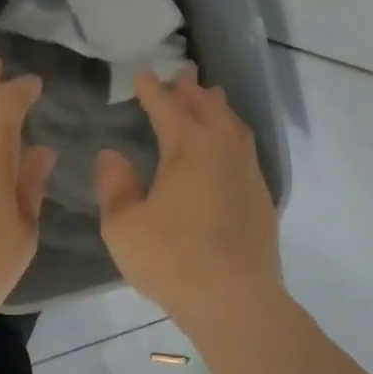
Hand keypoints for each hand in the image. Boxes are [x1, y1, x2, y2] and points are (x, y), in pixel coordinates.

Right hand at [94, 64, 282, 327]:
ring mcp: (247, 172)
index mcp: (189, 147)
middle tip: (183, 73)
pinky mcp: (260, 197)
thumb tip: (112, 154)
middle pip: (208, 107)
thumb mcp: (124, 226)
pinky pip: (246, 149)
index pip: (168, 107)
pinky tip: (228, 148)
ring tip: (210, 99)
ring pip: (234, 126)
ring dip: (218, 108)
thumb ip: (115, 185)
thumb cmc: (172, 259)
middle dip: (192, 89)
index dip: (153, 90)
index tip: (142, 75)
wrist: (235, 300)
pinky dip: (233, 135)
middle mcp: (223, 149)